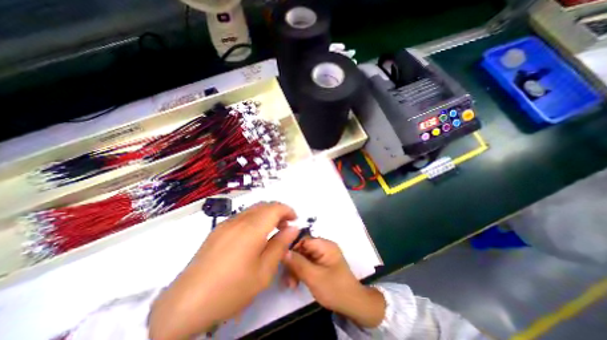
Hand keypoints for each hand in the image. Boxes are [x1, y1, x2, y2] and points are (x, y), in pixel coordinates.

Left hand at [148, 204, 298, 337]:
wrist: (186, 303)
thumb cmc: (231, 289)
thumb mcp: (264, 271)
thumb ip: (280, 245)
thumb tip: (293, 228)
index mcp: (252, 228)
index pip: (275, 208)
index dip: (288, 210)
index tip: (295, 220)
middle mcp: (239, 220)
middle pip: (264, 205)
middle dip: (278, 211)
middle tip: (285, 227)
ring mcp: (226, 224)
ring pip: (253, 209)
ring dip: (266, 214)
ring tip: (271, 231)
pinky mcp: (218, 230)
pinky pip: (242, 216)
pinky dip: (254, 219)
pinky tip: (253, 236)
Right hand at [281, 237, 382, 328]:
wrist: (353, 304)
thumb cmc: (335, 289)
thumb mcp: (314, 277)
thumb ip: (298, 263)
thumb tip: (283, 251)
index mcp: (324, 245)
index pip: (303, 239)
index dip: (291, 248)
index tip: (281, 260)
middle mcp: (323, 247)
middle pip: (302, 249)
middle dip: (293, 263)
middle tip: (287, 279)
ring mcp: (322, 255)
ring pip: (303, 257)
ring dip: (295, 269)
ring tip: (291, 285)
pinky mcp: (321, 263)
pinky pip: (307, 263)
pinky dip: (301, 272)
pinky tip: (296, 283)